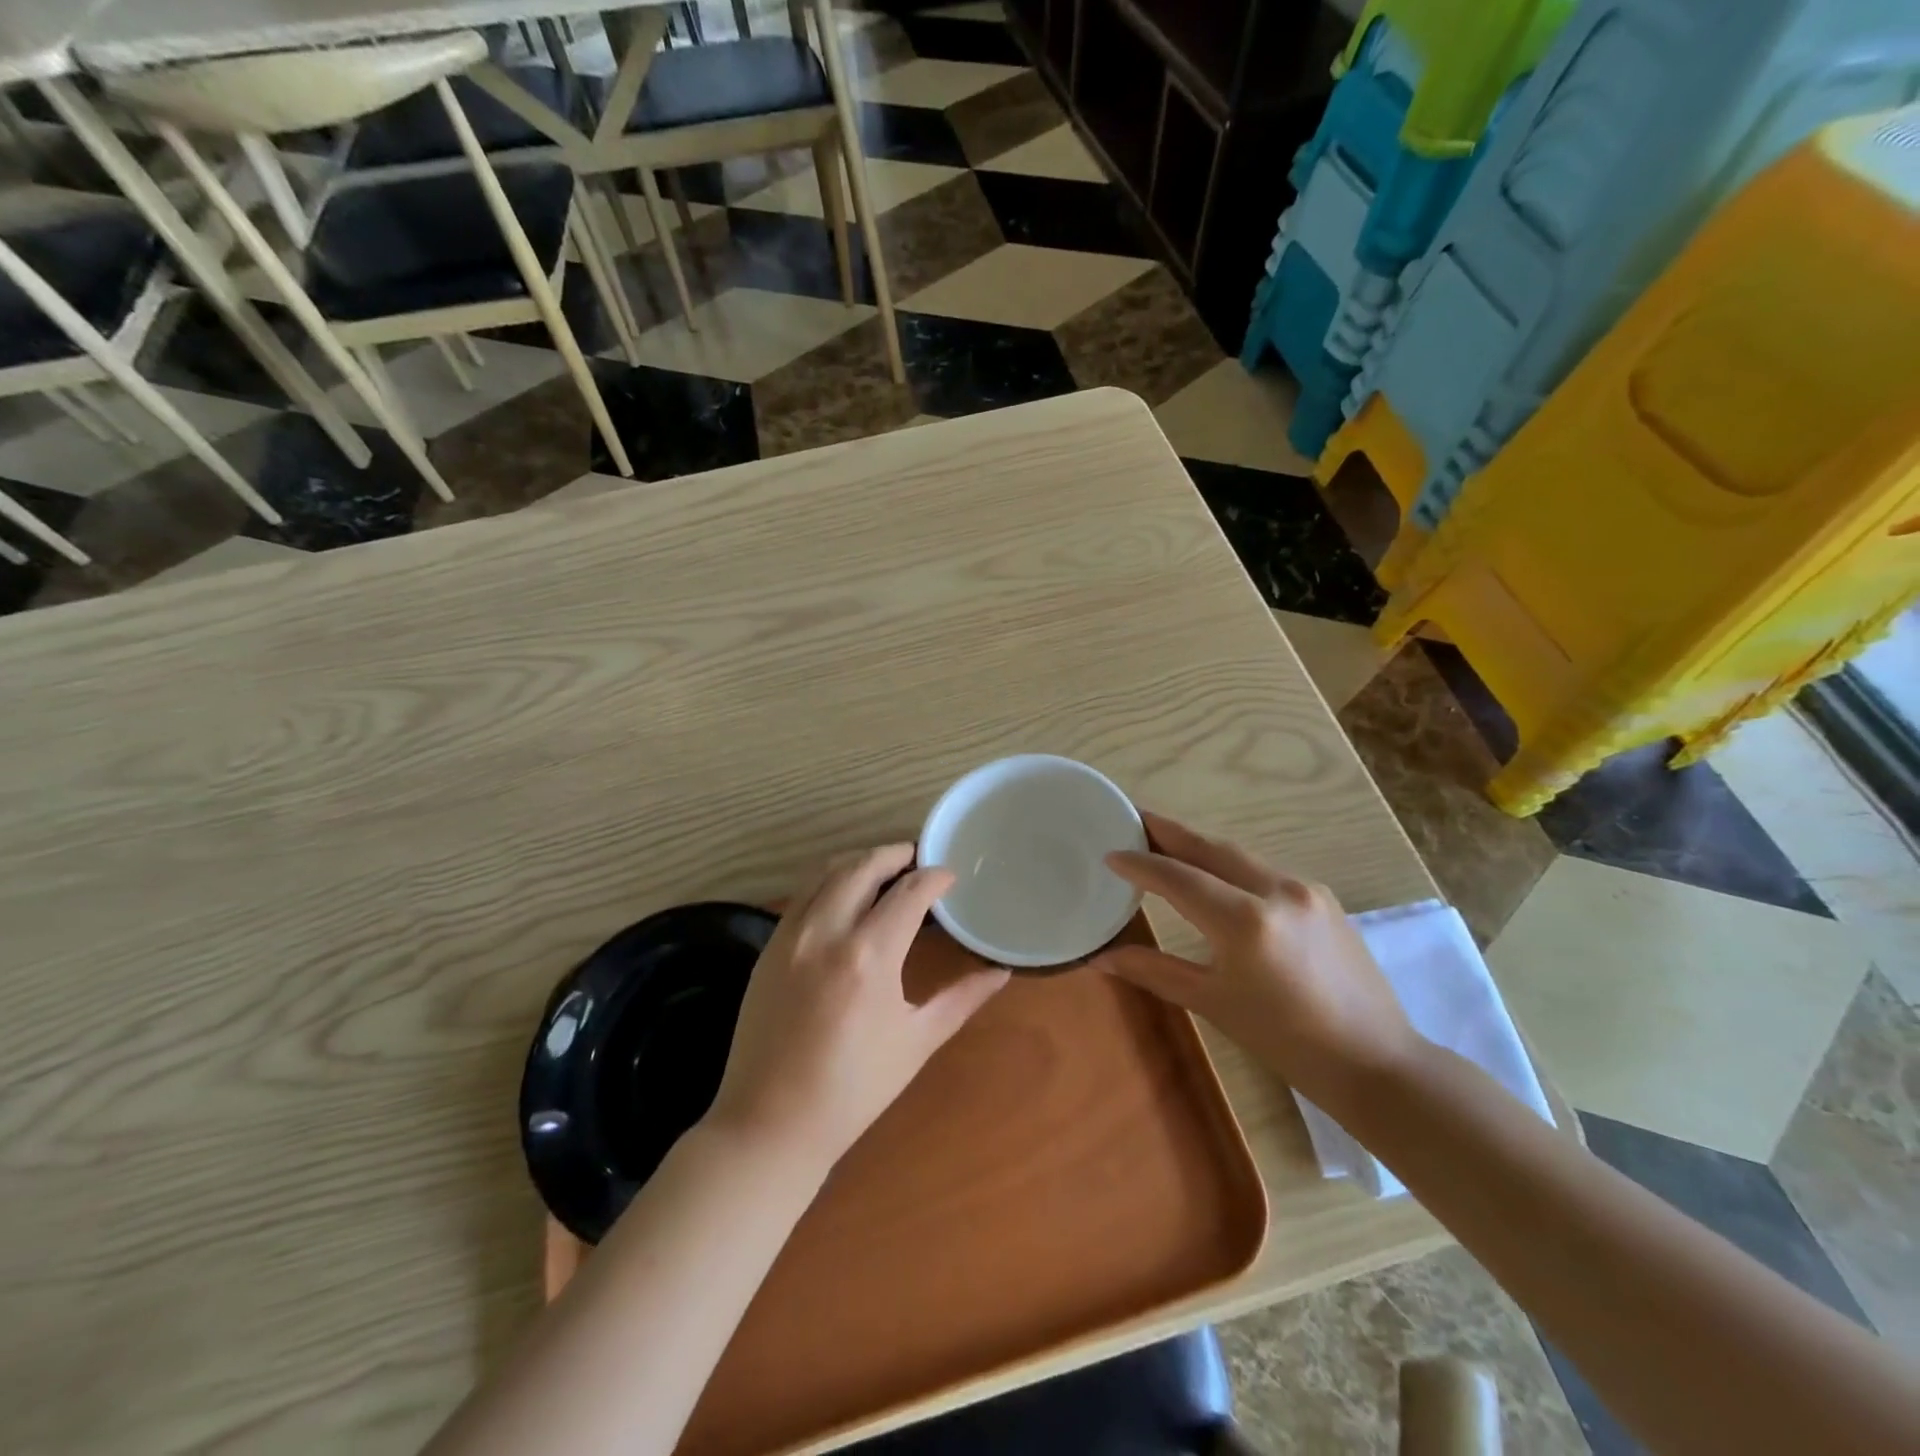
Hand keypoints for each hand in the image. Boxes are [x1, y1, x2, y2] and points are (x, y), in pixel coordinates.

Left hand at [706, 844, 1008, 1172]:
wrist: (771, 1123)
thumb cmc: (854, 1089)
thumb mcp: (917, 1042)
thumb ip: (961, 999)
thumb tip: (1001, 972)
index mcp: (870, 955)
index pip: (909, 892)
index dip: (934, 878)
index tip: (950, 878)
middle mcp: (828, 931)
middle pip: (864, 866)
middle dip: (895, 854)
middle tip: (918, 859)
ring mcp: (791, 936)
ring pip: (827, 872)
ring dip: (860, 861)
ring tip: (883, 869)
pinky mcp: (768, 947)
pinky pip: (802, 895)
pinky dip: (828, 880)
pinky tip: (843, 895)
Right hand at [1089, 812, 1414, 1104]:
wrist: (1374, 1060)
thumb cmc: (1285, 1040)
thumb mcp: (1212, 1003)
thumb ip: (1154, 970)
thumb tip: (1099, 958)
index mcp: (1245, 922)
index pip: (1179, 878)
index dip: (1140, 864)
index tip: (1109, 853)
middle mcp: (1276, 890)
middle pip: (1209, 848)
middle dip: (1167, 831)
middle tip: (1132, 817)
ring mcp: (1305, 888)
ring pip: (1238, 855)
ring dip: (1198, 845)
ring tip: (1164, 841)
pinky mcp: (1322, 896)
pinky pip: (1263, 869)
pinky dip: (1229, 865)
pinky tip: (1214, 874)